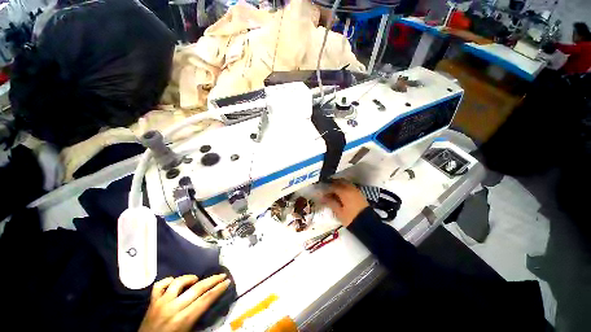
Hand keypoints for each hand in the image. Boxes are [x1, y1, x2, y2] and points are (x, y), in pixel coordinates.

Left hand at [139, 274, 230, 331]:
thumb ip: (198, 318)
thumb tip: (209, 303)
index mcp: (184, 319)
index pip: (206, 299)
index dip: (219, 289)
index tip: (227, 281)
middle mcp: (173, 308)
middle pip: (197, 288)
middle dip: (212, 280)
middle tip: (222, 274)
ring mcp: (161, 303)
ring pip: (178, 282)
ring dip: (190, 278)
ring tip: (195, 280)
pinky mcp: (151, 302)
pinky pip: (159, 285)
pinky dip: (168, 281)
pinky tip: (174, 282)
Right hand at [321, 180, 368, 226]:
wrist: (368, 225)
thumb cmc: (351, 219)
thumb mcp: (339, 212)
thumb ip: (331, 202)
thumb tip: (323, 196)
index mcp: (344, 192)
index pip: (332, 186)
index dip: (326, 187)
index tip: (321, 190)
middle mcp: (350, 188)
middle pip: (339, 182)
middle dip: (332, 183)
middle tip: (326, 188)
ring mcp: (356, 190)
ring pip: (345, 183)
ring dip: (338, 184)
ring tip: (332, 190)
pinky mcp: (359, 193)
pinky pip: (349, 186)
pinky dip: (344, 187)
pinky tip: (340, 193)